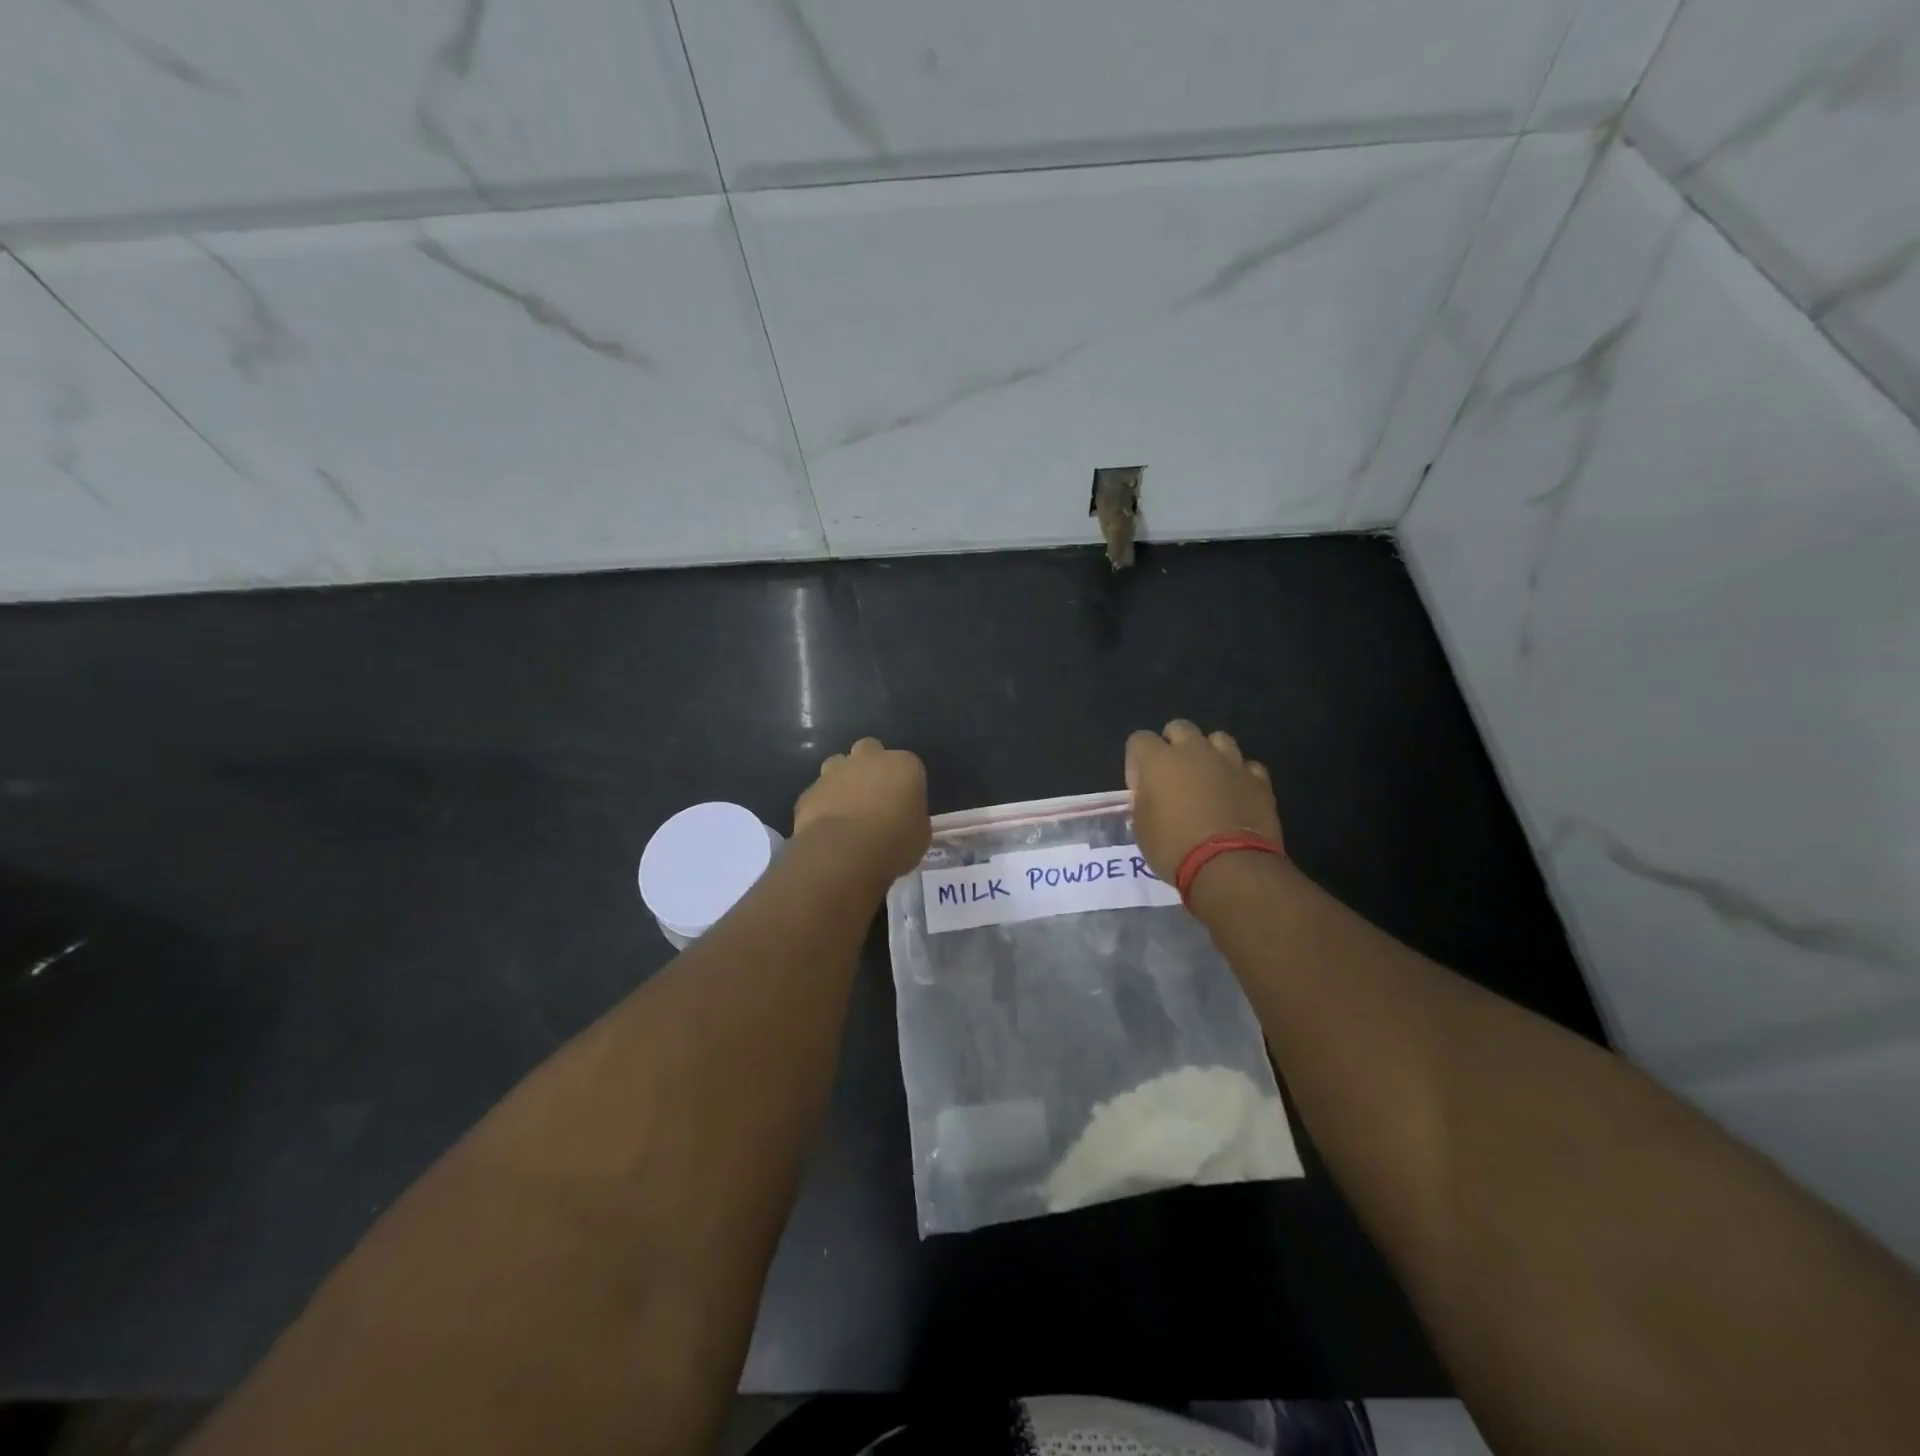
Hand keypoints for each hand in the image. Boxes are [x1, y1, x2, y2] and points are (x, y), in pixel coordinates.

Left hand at [794, 737, 929, 883]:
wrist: (843, 853)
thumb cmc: (894, 842)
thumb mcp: (920, 835)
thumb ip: (914, 819)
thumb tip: (906, 820)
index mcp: (903, 765)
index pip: (909, 766)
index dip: (907, 786)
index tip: (906, 806)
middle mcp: (868, 759)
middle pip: (870, 750)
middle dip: (872, 767)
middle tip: (875, 797)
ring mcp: (835, 772)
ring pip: (839, 764)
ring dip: (844, 779)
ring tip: (848, 808)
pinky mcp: (810, 791)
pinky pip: (819, 793)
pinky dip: (823, 804)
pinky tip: (827, 826)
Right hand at [1125, 719, 1281, 880]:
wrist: (1229, 865)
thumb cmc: (1174, 847)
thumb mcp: (1141, 827)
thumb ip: (1144, 800)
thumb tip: (1150, 794)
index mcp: (1158, 760)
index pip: (1139, 739)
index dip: (1137, 760)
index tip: (1140, 785)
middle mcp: (1194, 751)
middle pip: (1180, 728)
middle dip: (1173, 744)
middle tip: (1173, 775)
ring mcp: (1230, 762)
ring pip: (1218, 739)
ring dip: (1209, 753)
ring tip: (1208, 778)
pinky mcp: (1258, 779)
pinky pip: (1246, 765)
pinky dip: (1239, 775)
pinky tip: (1236, 793)